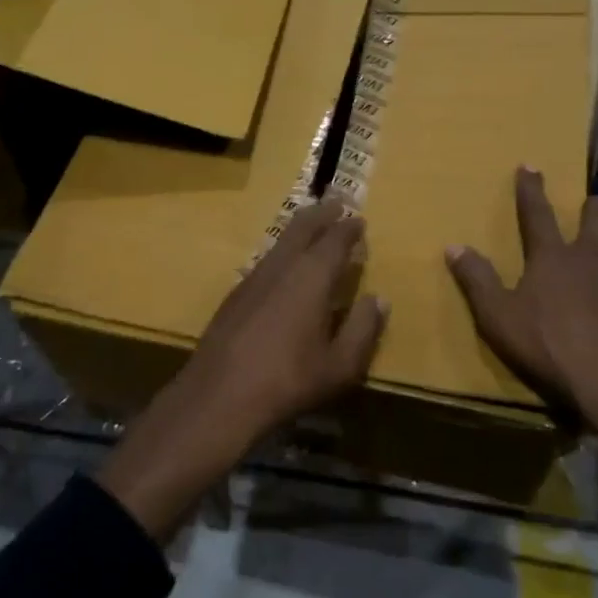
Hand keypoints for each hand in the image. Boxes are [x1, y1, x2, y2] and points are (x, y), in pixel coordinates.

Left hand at [176, 197, 387, 446]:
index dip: (349, 228)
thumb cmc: (289, 381)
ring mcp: (253, 278)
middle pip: (302, 228)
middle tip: (336, 201)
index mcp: (311, 277)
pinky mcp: (235, 295)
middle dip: (321, 213)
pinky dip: (282, 251)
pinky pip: (266, 260)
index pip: (334, 240)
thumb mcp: (340, 365)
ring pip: (280, 241)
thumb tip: (378, 299)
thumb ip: (363, 329)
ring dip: (299, 229)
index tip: (359, 219)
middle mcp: (282, 267)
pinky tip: (283, 267)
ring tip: (311, 225)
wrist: (219, 396)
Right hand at [446, 166, 597, 436]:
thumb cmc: (548, 345)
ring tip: (593, 292)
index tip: (530, 165)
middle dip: (594, 207)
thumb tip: (454, 247)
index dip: (531, 189)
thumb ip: (477, 281)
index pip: (537, 214)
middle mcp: (592, 261)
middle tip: (592, 204)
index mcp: (553, 258)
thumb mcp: (498, 317)